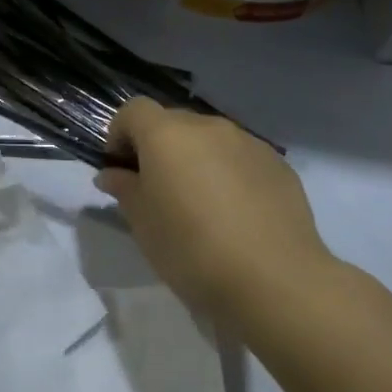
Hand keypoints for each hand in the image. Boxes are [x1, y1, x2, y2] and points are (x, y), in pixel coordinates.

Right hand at [96, 98, 338, 319]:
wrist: (274, 280)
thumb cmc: (192, 250)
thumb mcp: (143, 224)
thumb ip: (124, 189)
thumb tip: (113, 174)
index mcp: (168, 135)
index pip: (134, 111)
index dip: (120, 133)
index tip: (120, 168)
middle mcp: (208, 127)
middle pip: (173, 122)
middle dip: (158, 147)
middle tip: (157, 189)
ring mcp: (248, 143)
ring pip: (210, 140)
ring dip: (196, 159)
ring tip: (200, 204)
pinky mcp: (278, 165)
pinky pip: (241, 158)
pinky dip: (229, 173)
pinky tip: (235, 213)